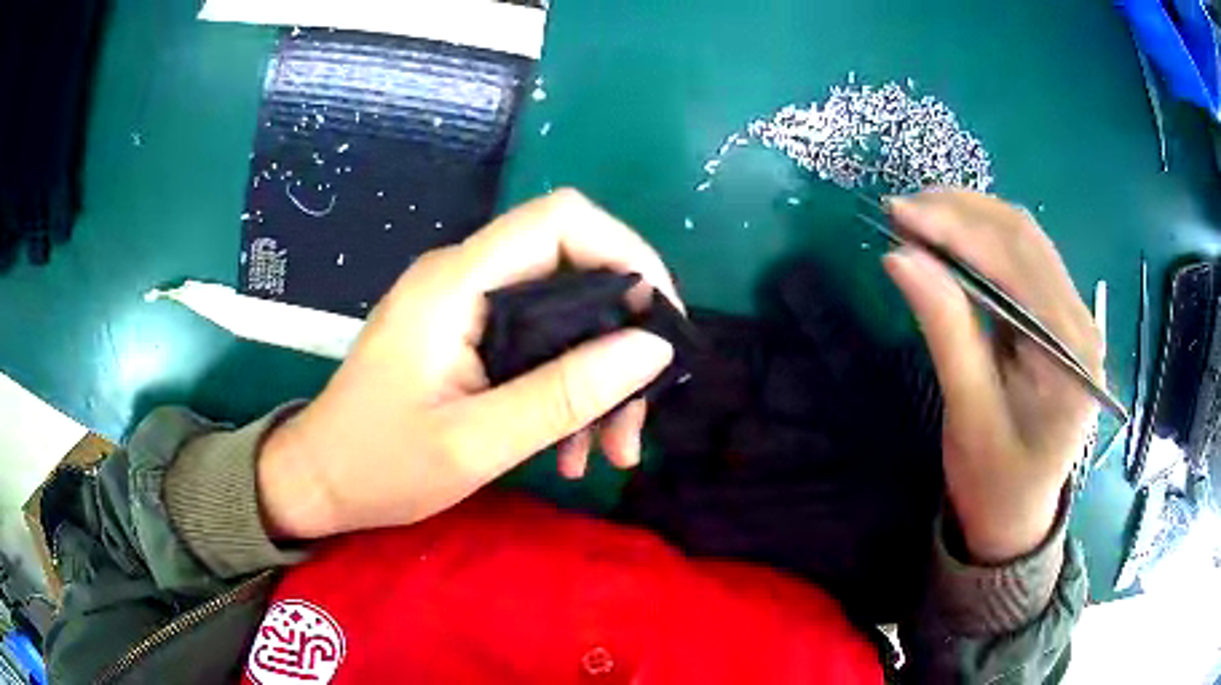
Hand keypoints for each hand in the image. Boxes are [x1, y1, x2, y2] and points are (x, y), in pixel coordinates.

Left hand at [258, 190, 682, 539]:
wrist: (319, 480)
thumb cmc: (380, 465)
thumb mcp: (477, 443)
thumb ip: (565, 393)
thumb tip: (652, 349)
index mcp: (456, 283)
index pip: (561, 220)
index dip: (627, 252)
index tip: (663, 322)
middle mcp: (464, 277)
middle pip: (573, 270)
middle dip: (620, 339)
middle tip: (639, 416)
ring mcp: (464, 306)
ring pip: (562, 315)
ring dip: (597, 377)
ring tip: (611, 452)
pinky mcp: (464, 336)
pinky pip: (536, 344)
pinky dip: (565, 389)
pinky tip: (573, 449)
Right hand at [882, 190, 1100, 562]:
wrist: (1017, 515)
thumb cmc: (995, 482)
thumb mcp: (969, 416)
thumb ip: (945, 331)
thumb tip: (901, 257)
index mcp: (1070, 352)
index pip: (1017, 262)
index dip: (958, 228)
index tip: (899, 212)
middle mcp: (1080, 320)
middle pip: (1024, 237)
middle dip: (961, 212)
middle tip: (901, 210)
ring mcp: (1071, 315)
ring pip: (1023, 239)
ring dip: (970, 218)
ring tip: (919, 216)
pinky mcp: (1056, 316)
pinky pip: (1021, 259)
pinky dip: (981, 240)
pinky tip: (949, 239)